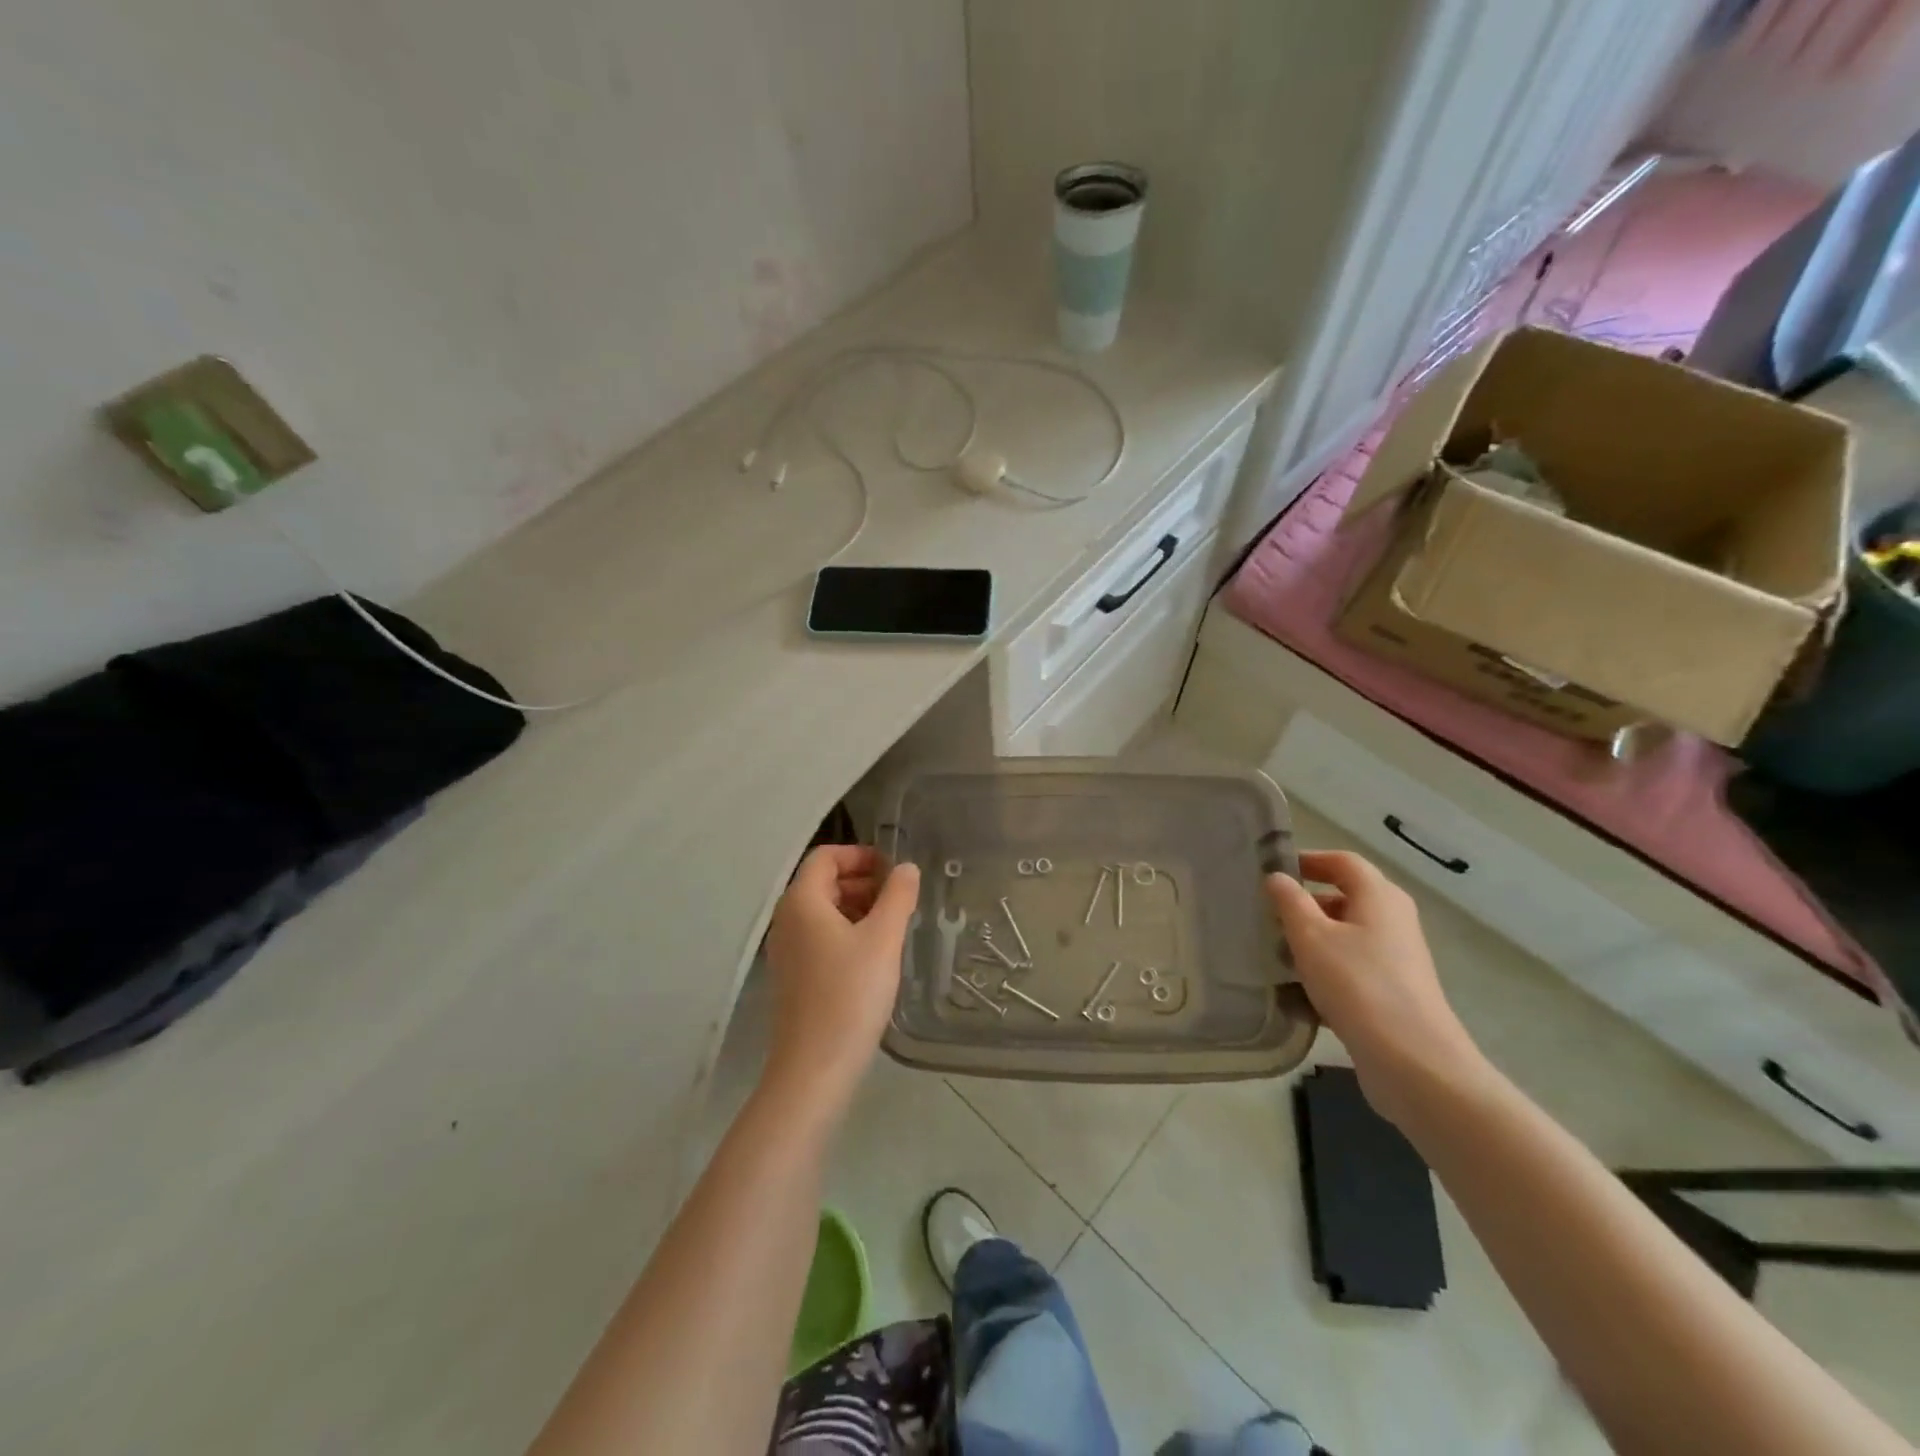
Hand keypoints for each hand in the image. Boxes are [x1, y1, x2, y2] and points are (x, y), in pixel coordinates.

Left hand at [763, 845, 920, 1105]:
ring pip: (823, 911)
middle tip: (899, 897)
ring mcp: (787, 950)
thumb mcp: (883, 940)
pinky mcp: (793, 976)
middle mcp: (787, 919)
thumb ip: (898, 897)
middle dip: (862, 881)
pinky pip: (820, 937)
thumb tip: (906, 868)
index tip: (894, 870)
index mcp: (801, 901)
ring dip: (857, 907)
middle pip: (823, 882)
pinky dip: (847, 932)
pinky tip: (874, 955)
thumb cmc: (850, 994)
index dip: (860, 855)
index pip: (825, 856)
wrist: (815, 1068)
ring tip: (893, 925)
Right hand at [1267, 850, 1486, 1125]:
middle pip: (1345, 898)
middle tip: (1266, 916)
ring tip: (1274, 956)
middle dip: (1304, 904)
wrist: (1413, 1062)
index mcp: (1379, 897)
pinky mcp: (1392, 992)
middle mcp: (1393, 920)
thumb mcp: (1311, 937)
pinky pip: (1351, 968)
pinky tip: (1296, 993)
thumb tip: (1277, 877)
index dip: (1309, 860)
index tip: (1273, 871)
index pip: (1343, 862)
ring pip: (1345, 936)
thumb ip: (1290, 902)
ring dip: (1311, 941)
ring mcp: (1396, 958)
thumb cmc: (1357, 984)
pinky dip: (1324, 971)